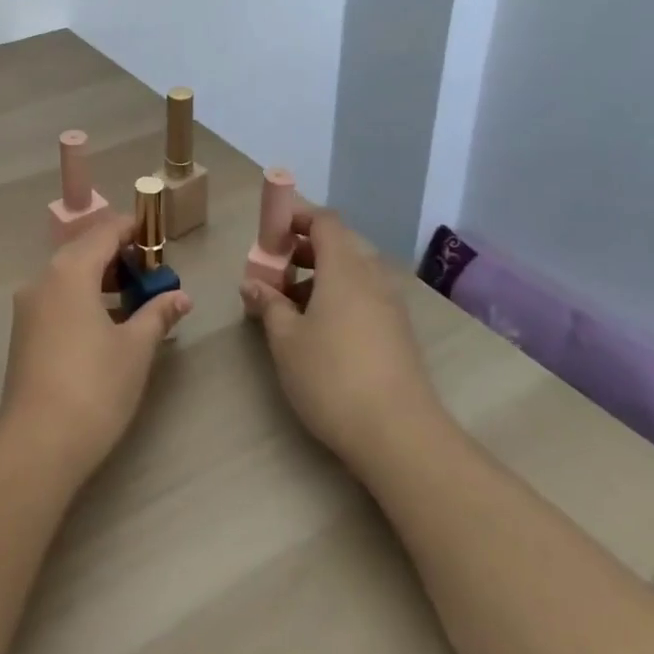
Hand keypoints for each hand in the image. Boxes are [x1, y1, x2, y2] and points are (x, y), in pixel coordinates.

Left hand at [0, 215, 193, 483]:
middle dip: (119, 255)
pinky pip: (59, 298)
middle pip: (85, 250)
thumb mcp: (135, 348)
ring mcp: (29, 307)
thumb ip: (158, 314)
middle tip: (153, 270)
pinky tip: (109, 323)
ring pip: (69, 275)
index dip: (133, 229)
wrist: (37, 444)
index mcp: (70, 271)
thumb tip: (181, 297)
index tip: (159, 236)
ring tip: (137, 297)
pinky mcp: (25, 333)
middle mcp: (43, 279)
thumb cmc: (94, 387)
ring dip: (102, 278)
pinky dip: (85, 298)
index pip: (105, 232)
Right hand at [240, 208, 445, 474]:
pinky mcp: (397, 332)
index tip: (268, 234)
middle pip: (337, 245)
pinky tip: (316, 330)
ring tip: (287, 305)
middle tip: (271, 272)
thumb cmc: (332, 377)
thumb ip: (269, 304)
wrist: (400, 436)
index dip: (295, 218)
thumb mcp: (286, 340)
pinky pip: (362, 296)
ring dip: (317, 277)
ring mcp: (390, 306)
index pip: (324, 221)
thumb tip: (252, 284)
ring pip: (350, 273)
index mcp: (345, 268)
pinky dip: (336, 297)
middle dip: (301, 250)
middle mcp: (372, 277)